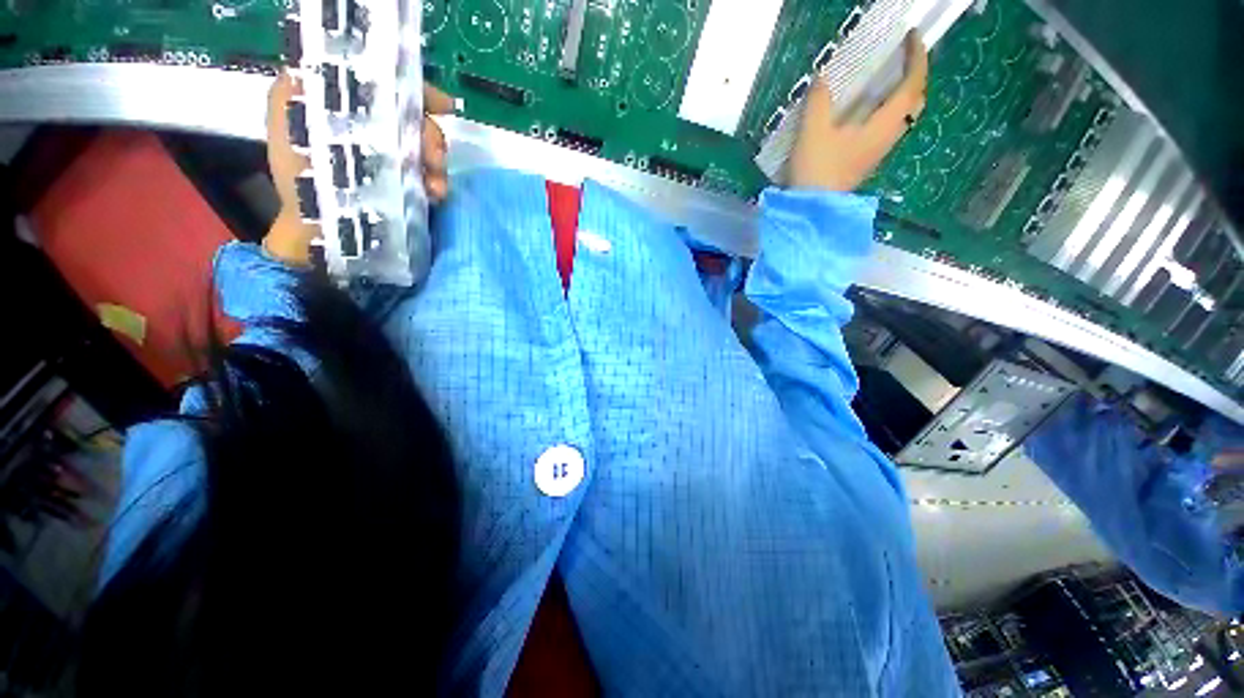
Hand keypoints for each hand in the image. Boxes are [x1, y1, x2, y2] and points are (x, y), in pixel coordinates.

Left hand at [263, 71, 455, 264]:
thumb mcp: (285, 125)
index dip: (415, 89)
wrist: (321, 231)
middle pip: (413, 114)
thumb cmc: (299, 179)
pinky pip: (431, 172)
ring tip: (435, 186)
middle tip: (433, 159)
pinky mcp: (405, 179)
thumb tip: (328, 69)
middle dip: (429, 134)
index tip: (442, 107)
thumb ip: (296, 90)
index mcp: (344, 103)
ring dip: (437, 163)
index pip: (386, 81)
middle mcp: (373, 124)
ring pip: (426, 144)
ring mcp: (392, 153)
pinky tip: (435, 194)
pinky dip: (437, 181)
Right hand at [787, 31, 928, 191]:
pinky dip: (890, 109)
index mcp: (882, 126)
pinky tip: (873, 108)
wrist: (812, 209)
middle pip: (915, 101)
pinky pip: (890, 127)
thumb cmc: (816, 169)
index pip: (911, 86)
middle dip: (915, 75)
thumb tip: (822, 78)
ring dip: (903, 93)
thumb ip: (819, 102)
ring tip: (890, 79)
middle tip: (903, 57)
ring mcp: (879, 151)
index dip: (916, 58)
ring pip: (904, 115)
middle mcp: (888, 137)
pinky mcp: (868, 160)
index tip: (912, 37)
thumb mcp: (812, 132)